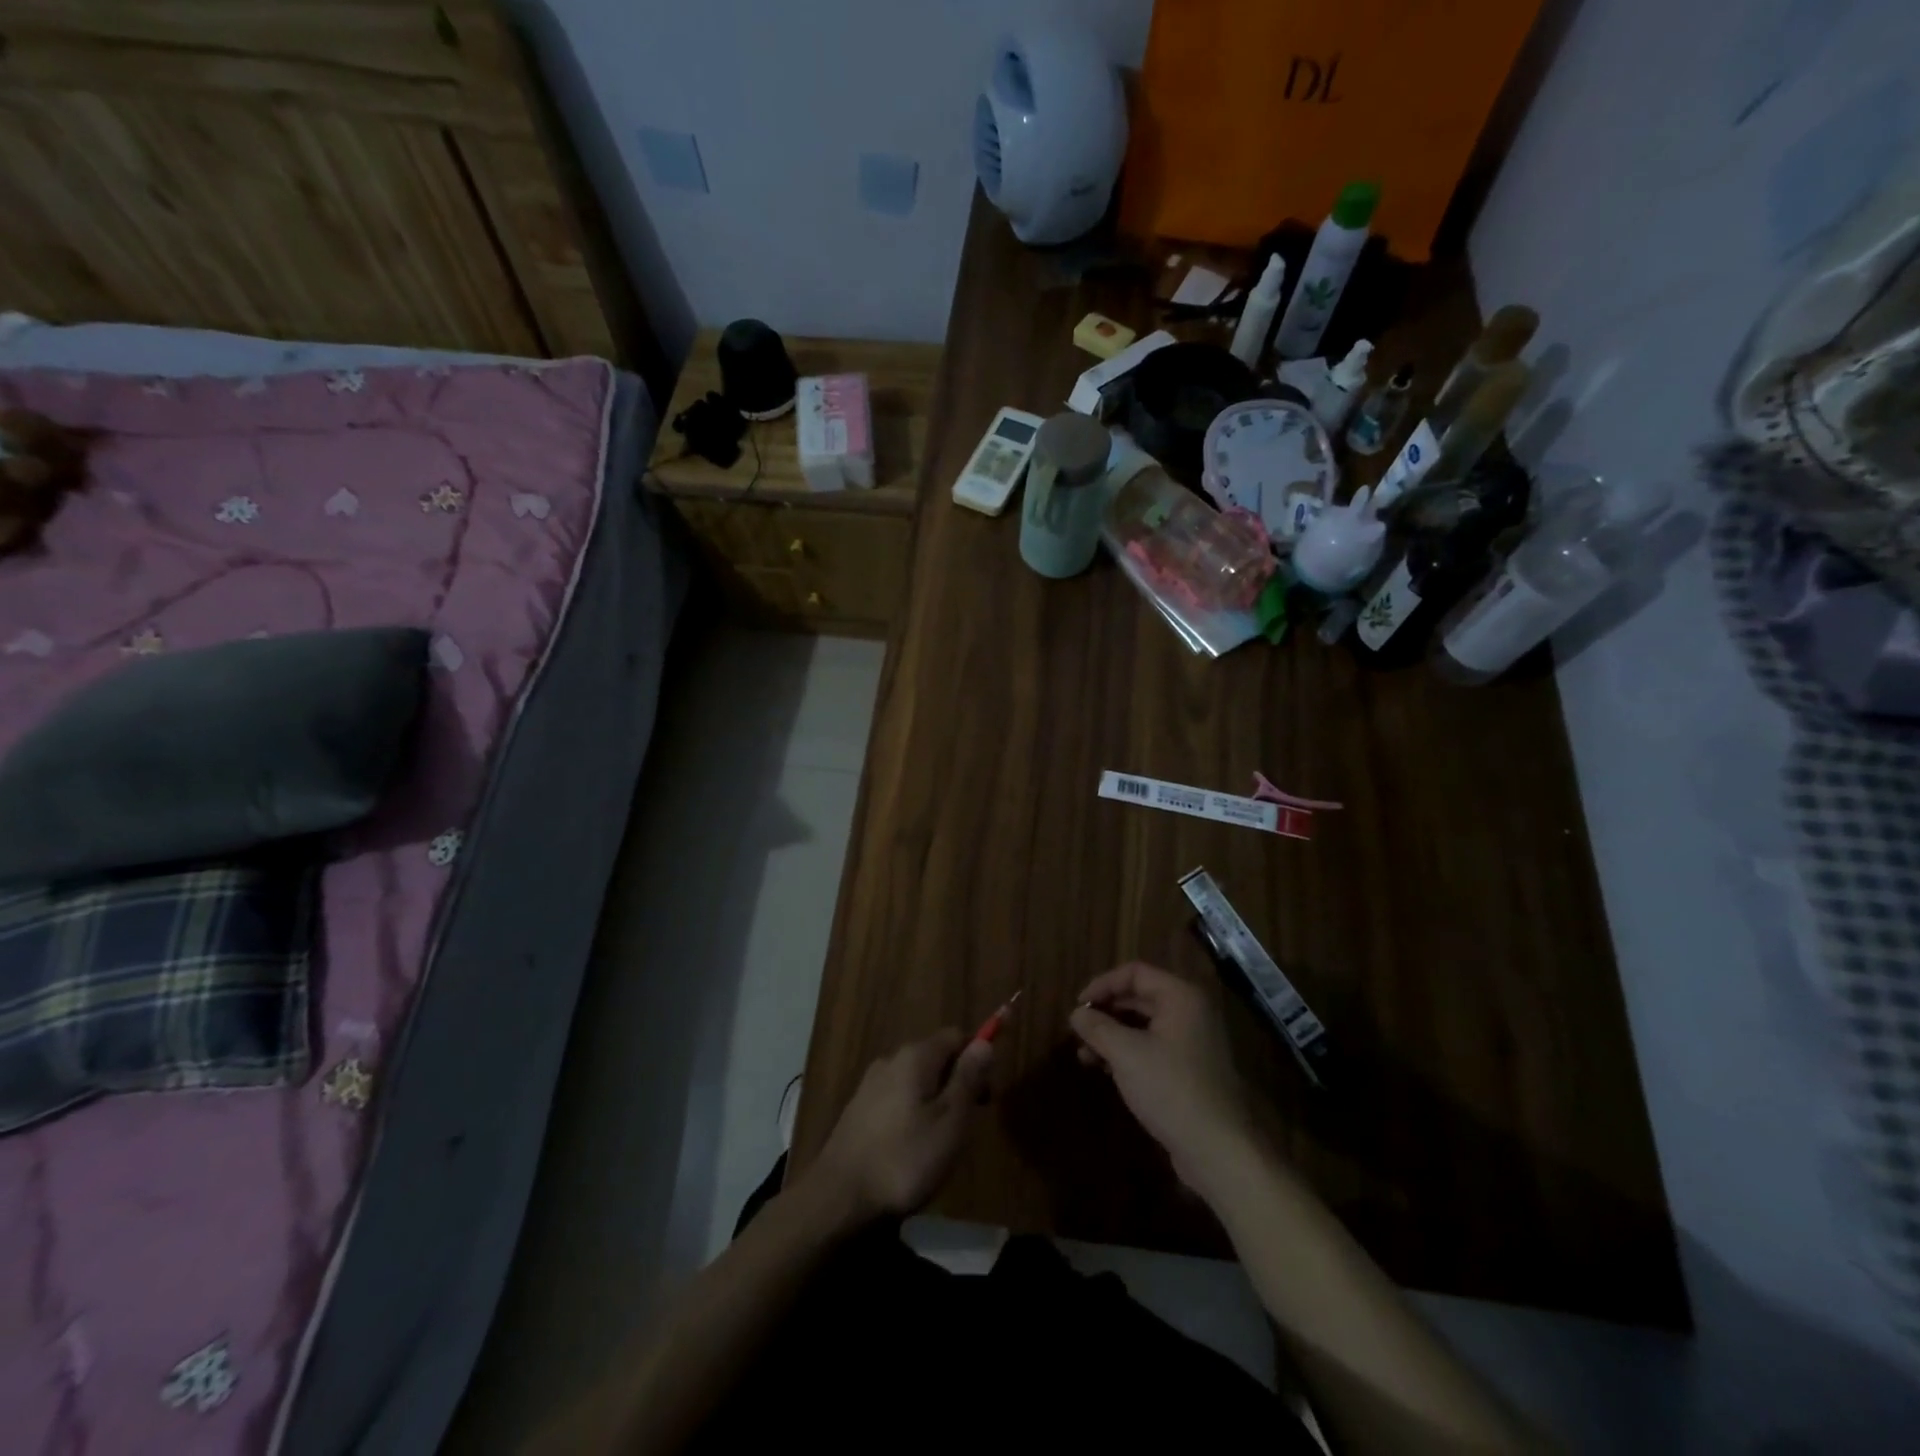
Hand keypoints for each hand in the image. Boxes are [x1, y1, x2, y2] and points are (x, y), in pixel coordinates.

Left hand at [811, 1029, 993, 1224]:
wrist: (839, 1198)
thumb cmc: (905, 1159)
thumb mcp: (951, 1121)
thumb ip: (968, 1078)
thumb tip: (985, 1042)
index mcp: (915, 1056)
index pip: (956, 1036)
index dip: (977, 1058)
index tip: (987, 1095)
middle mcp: (891, 1059)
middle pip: (935, 1056)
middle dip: (957, 1081)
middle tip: (968, 1124)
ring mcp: (870, 1084)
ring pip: (916, 1080)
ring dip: (935, 1099)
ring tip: (942, 1141)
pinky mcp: (858, 1109)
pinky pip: (897, 1098)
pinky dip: (913, 1112)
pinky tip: (912, 1147)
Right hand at [1069, 962, 1262, 1194]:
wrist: (1218, 1149)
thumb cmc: (1170, 1089)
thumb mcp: (1126, 1054)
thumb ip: (1097, 1028)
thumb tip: (1077, 1013)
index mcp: (1181, 997)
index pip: (1135, 973)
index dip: (1102, 984)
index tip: (1078, 1006)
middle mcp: (1191, 1012)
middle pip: (1140, 997)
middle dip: (1106, 1012)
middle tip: (1078, 1030)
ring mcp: (1194, 1042)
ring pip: (1144, 1025)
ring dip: (1113, 1035)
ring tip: (1085, 1055)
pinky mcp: (1191, 1070)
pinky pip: (1153, 1048)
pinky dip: (1128, 1053)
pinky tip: (1106, 1070)